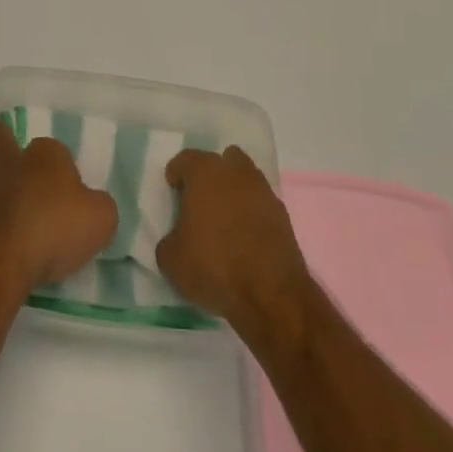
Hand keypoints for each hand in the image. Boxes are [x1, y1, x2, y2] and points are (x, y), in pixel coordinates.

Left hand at [0, 121, 116, 294]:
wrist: (1, 260)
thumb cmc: (55, 227)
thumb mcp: (100, 218)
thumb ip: (101, 207)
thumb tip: (93, 206)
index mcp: (46, 155)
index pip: (55, 149)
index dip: (63, 165)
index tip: (71, 188)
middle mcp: (14, 165)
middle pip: (4, 145)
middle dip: (5, 144)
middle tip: (7, 146)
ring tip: (7, 198)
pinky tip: (5, 237)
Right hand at [157, 146, 309, 328]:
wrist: (270, 292)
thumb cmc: (213, 264)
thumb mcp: (171, 259)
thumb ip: (169, 239)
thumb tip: (177, 238)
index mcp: (205, 172)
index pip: (186, 159)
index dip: (177, 173)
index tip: (172, 190)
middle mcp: (236, 172)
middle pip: (222, 161)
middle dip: (211, 176)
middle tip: (200, 201)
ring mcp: (263, 191)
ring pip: (245, 180)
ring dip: (234, 193)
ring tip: (224, 223)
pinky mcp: (283, 216)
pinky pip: (260, 205)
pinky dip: (252, 215)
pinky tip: (244, 240)